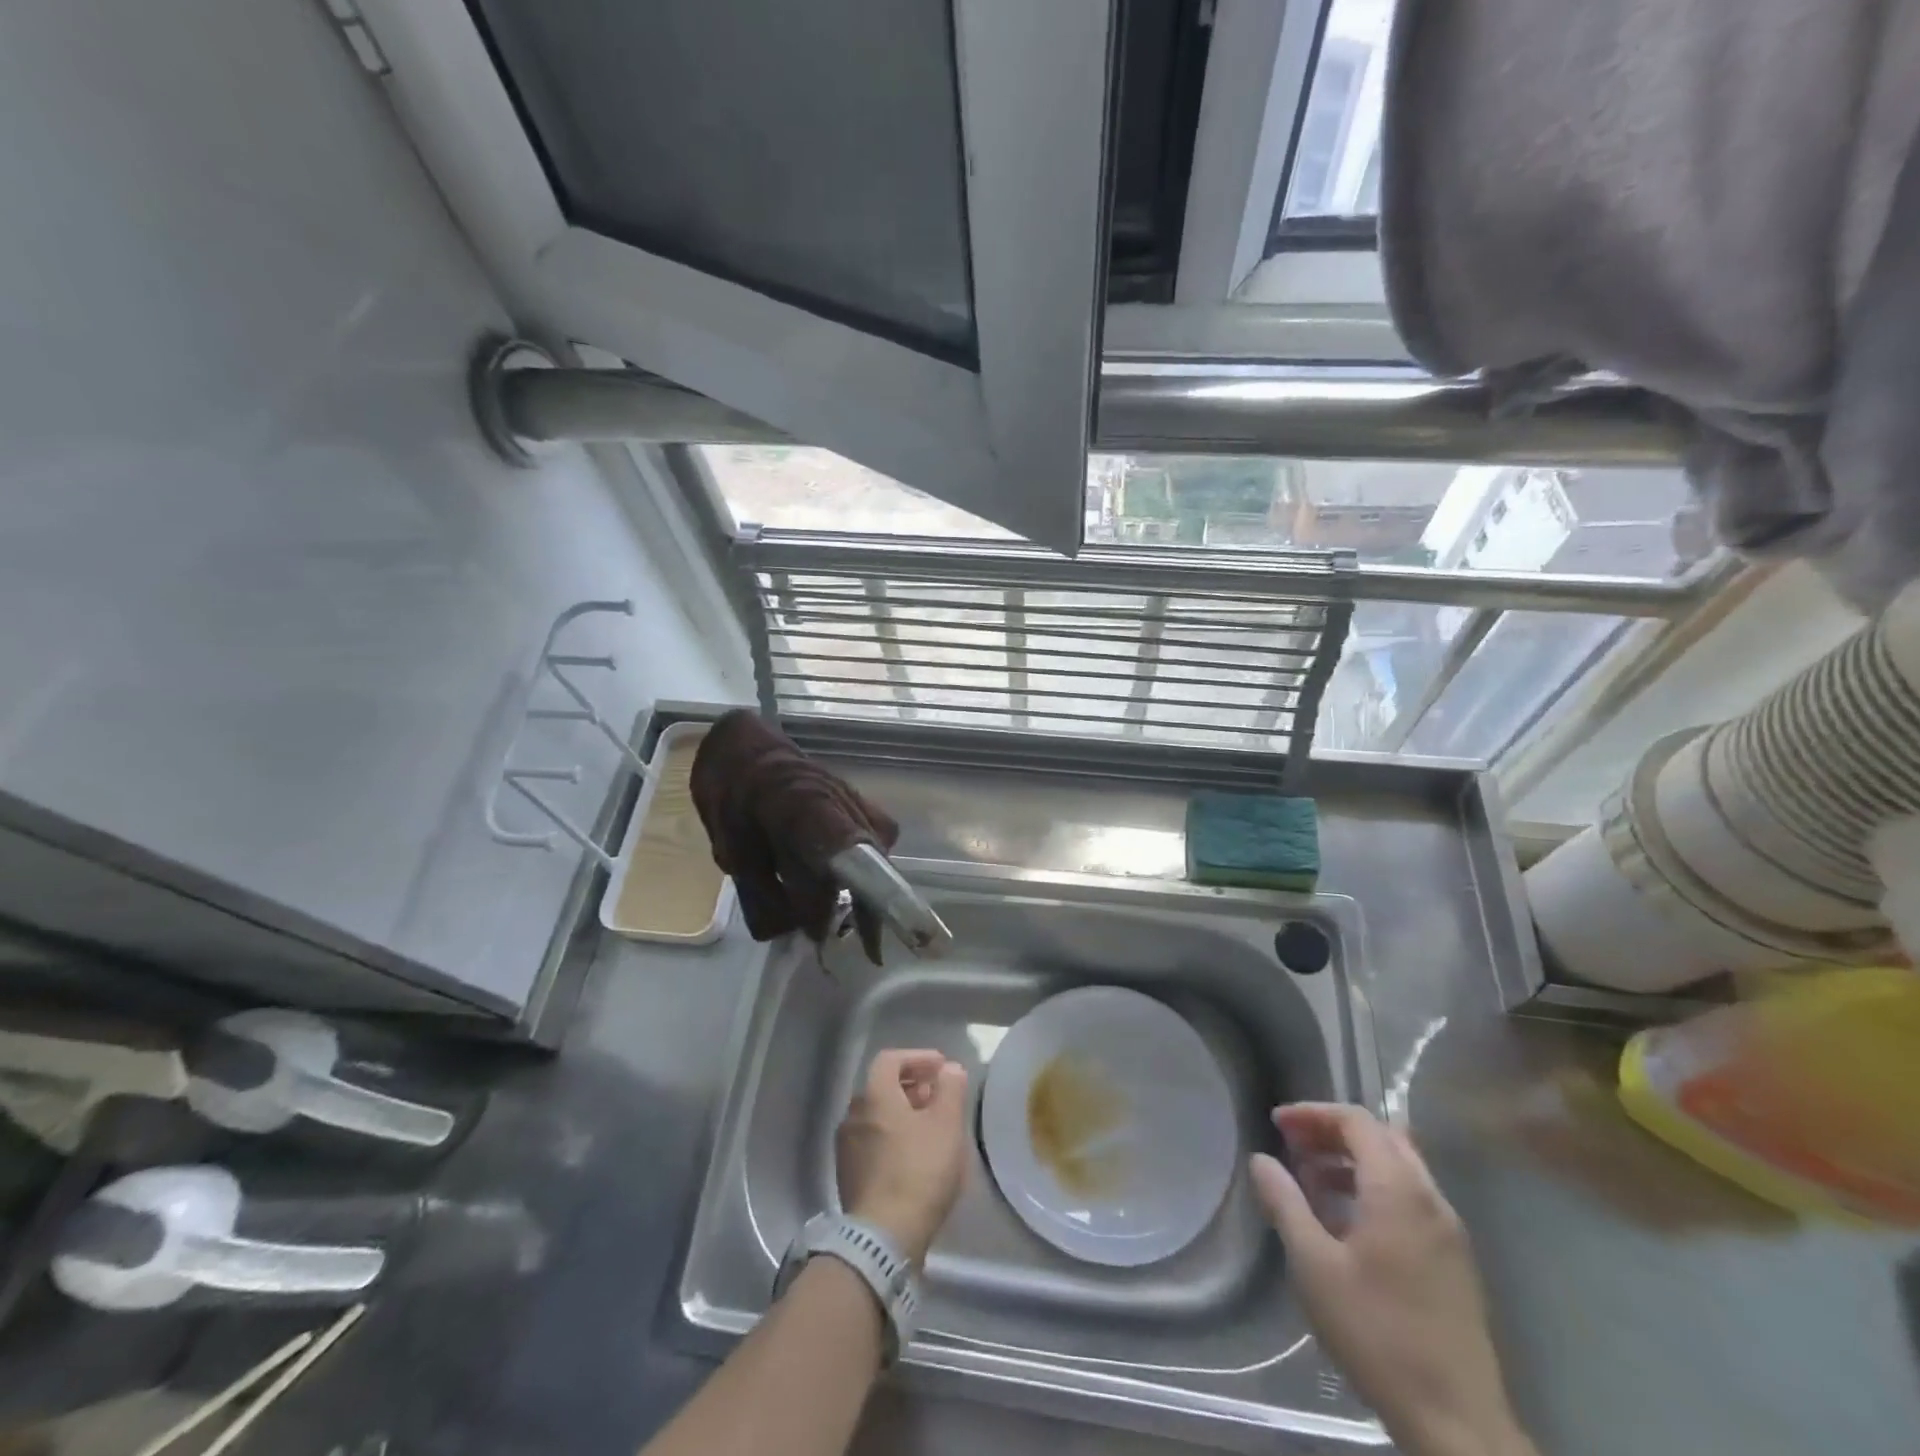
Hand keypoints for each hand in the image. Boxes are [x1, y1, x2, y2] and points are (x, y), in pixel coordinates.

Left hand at [835, 1050, 969, 1264]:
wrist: (883, 1238)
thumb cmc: (919, 1171)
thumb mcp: (947, 1125)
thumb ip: (950, 1089)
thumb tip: (950, 1069)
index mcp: (874, 1095)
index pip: (891, 1059)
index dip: (918, 1057)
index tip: (942, 1067)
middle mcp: (853, 1114)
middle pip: (882, 1086)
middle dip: (912, 1085)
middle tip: (939, 1095)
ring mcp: (846, 1147)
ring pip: (877, 1115)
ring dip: (903, 1112)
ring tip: (930, 1126)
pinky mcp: (848, 1175)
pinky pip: (872, 1141)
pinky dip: (893, 1136)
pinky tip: (914, 1155)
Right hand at [1250, 1105, 1532, 1455]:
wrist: (1457, 1423)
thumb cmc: (1377, 1334)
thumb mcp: (1314, 1265)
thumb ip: (1285, 1203)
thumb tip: (1261, 1159)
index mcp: (1398, 1190)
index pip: (1357, 1121)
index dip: (1314, 1114)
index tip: (1278, 1125)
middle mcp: (1430, 1199)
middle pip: (1382, 1137)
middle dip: (1334, 1131)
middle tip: (1295, 1146)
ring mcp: (1449, 1232)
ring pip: (1400, 1167)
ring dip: (1355, 1160)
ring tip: (1314, 1181)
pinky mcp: (1456, 1262)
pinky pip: (1412, 1198)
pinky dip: (1376, 1188)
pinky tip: (1348, 1221)